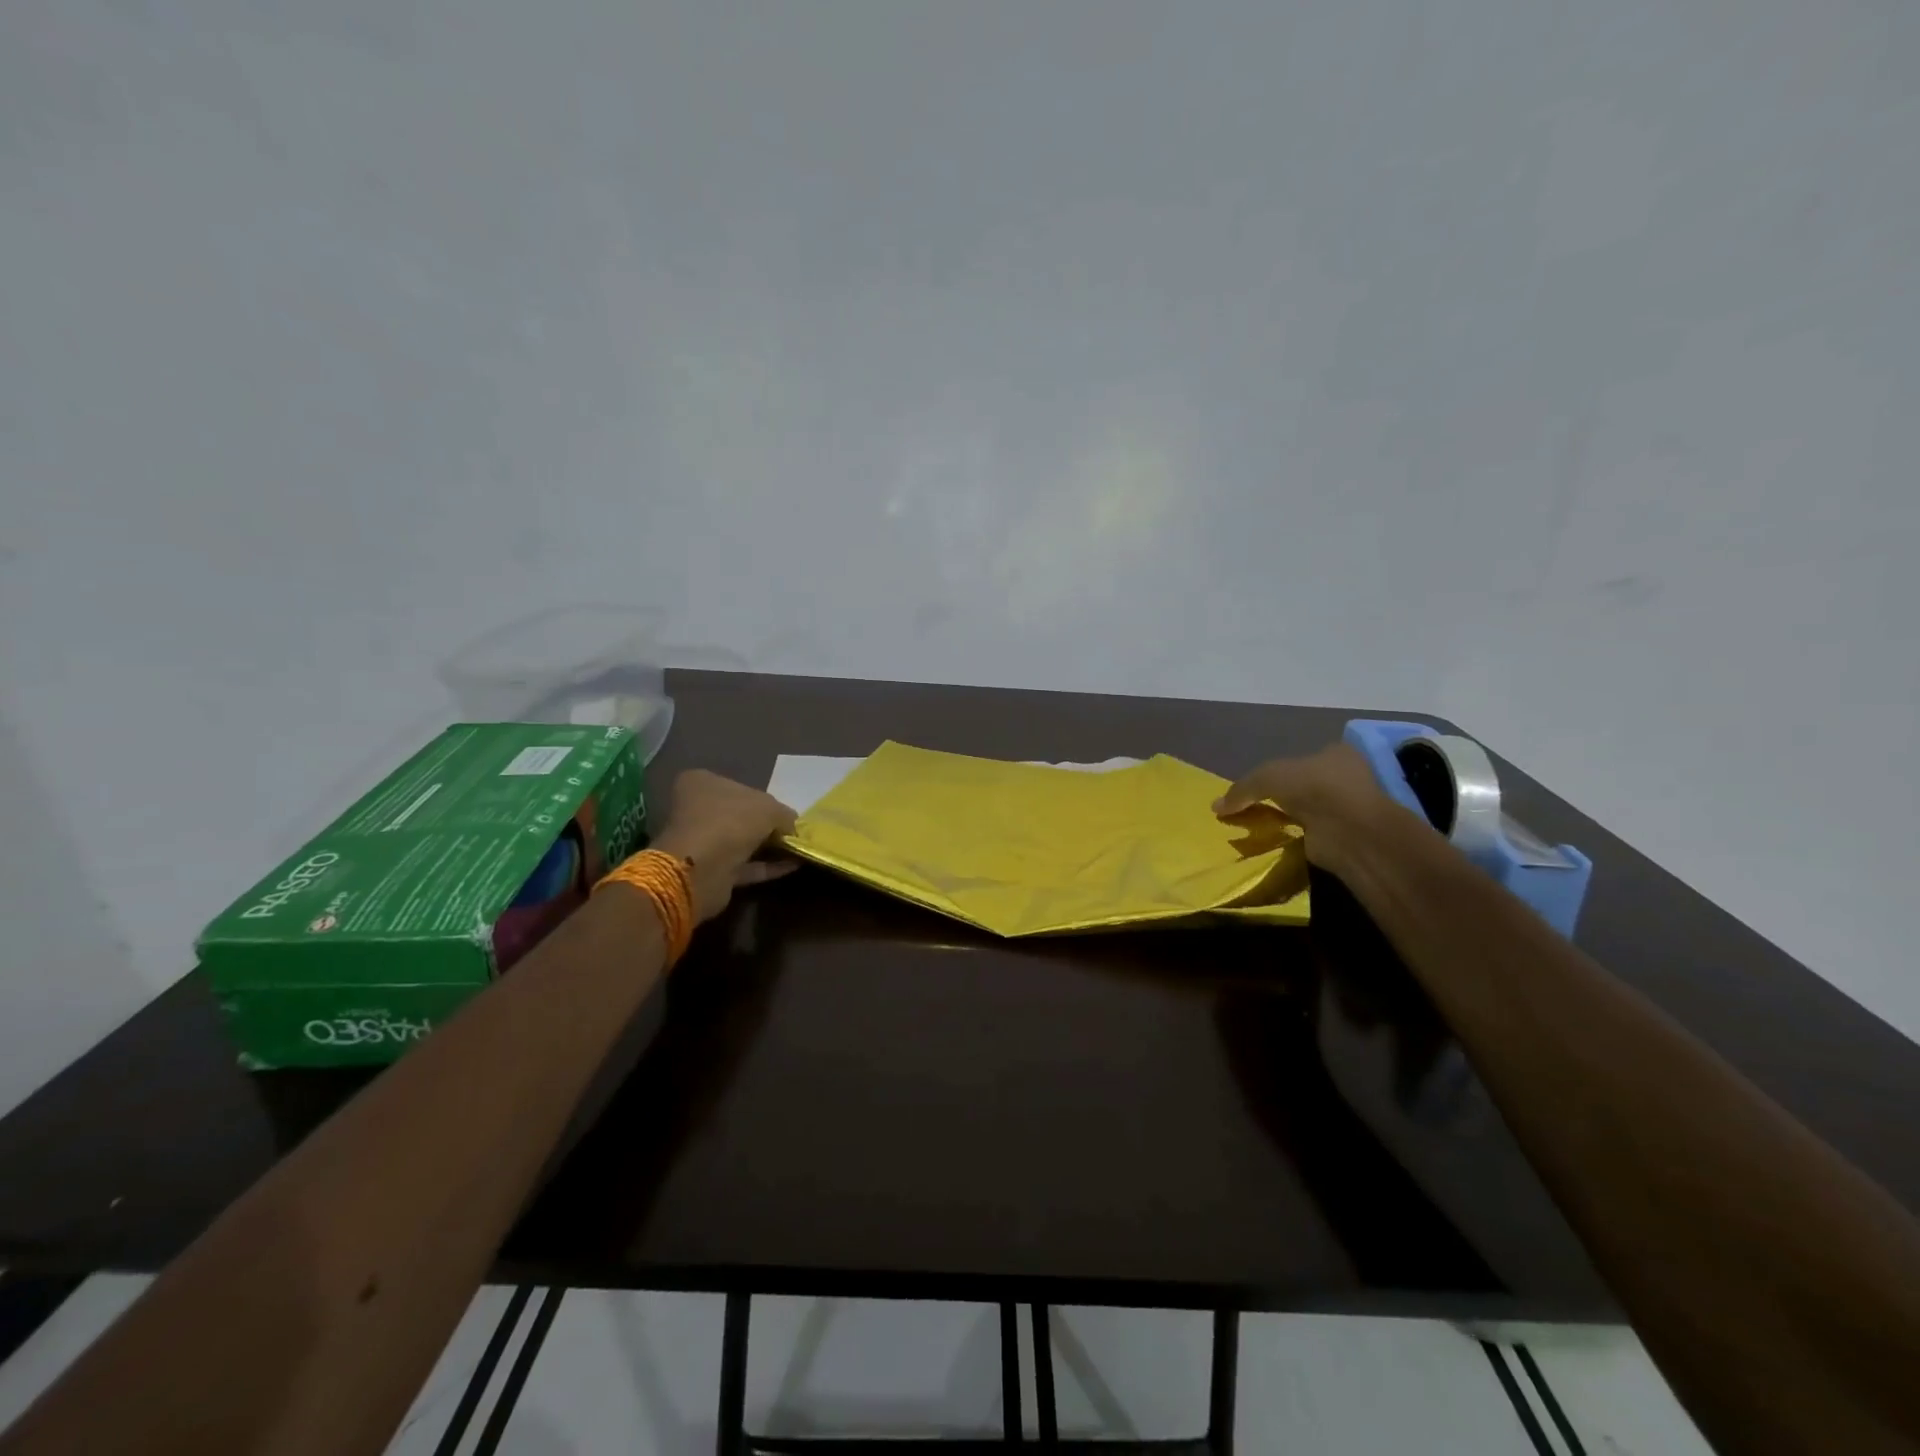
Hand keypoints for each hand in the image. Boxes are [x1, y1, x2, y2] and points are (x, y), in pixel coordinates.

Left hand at [649, 770, 798, 923]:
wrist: (703, 869)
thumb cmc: (732, 822)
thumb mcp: (769, 808)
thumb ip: (785, 815)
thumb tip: (793, 826)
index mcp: (702, 784)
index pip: (736, 786)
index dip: (762, 797)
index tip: (783, 810)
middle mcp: (697, 810)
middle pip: (739, 815)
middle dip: (766, 824)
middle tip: (793, 831)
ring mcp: (703, 842)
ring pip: (741, 841)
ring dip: (768, 846)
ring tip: (798, 849)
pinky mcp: (711, 870)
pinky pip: (745, 865)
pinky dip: (767, 866)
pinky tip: (793, 866)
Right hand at [1213, 743, 1395, 871]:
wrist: (1349, 830)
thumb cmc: (1314, 787)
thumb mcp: (1268, 777)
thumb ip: (1242, 789)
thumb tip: (1215, 806)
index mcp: (1335, 755)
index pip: (1303, 759)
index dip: (1278, 771)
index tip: (1257, 786)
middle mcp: (1344, 779)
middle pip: (1304, 786)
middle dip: (1280, 797)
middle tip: (1252, 806)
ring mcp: (1345, 809)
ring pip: (1306, 811)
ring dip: (1286, 819)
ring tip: (1257, 827)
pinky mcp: (1340, 836)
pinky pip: (1308, 835)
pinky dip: (1292, 839)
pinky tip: (1272, 842)